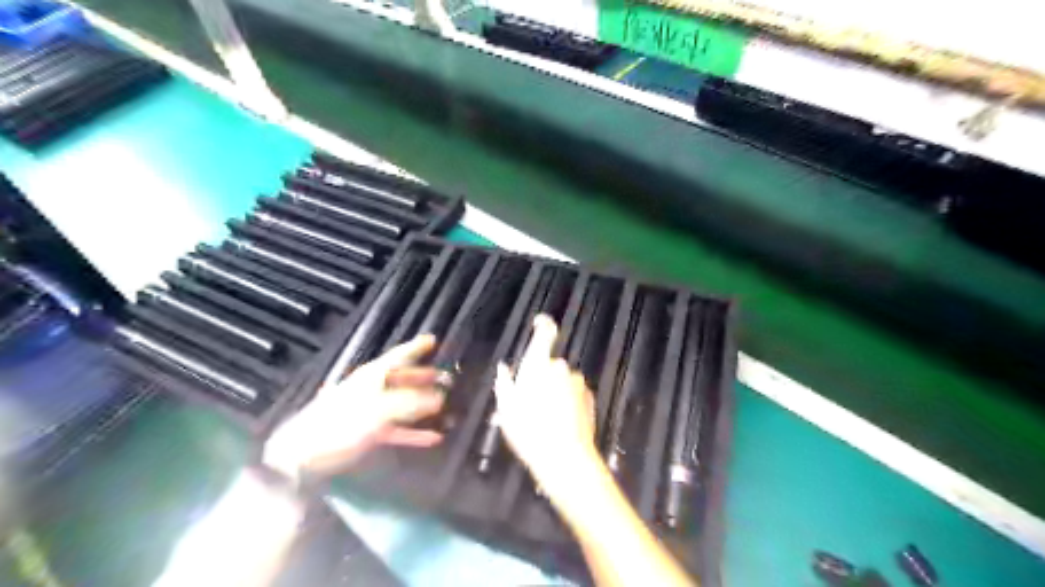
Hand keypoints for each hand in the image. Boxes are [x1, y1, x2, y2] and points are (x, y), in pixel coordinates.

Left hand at [266, 335, 442, 481]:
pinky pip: (399, 429)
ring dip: (424, 406)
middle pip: (403, 379)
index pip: (399, 356)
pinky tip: (433, 437)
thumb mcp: (379, 410)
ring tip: (446, 406)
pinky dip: (415, 432)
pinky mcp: (368, 433)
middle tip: (448, 378)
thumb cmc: (341, 424)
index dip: (416, 347)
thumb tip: (440, 398)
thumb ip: (411, 403)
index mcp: (373, 376)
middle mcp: (373, 389)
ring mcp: (371, 412)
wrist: (303, 456)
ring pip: (403, 404)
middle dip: (425, 379)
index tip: (434, 340)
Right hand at [492, 315, 595, 502]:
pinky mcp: (589, 397)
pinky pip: (573, 393)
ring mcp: (577, 382)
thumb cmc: (528, 430)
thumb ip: (505, 382)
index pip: (545, 333)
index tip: (539, 322)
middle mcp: (560, 368)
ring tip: (543, 416)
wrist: (565, 457)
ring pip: (562, 380)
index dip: (543, 324)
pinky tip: (558, 421)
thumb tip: (504, 367)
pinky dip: (566, 400)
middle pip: (550, 363)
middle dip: (541, 375)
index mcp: (538, 364)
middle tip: (528, 400)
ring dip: (554, 390)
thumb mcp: (506, 408)